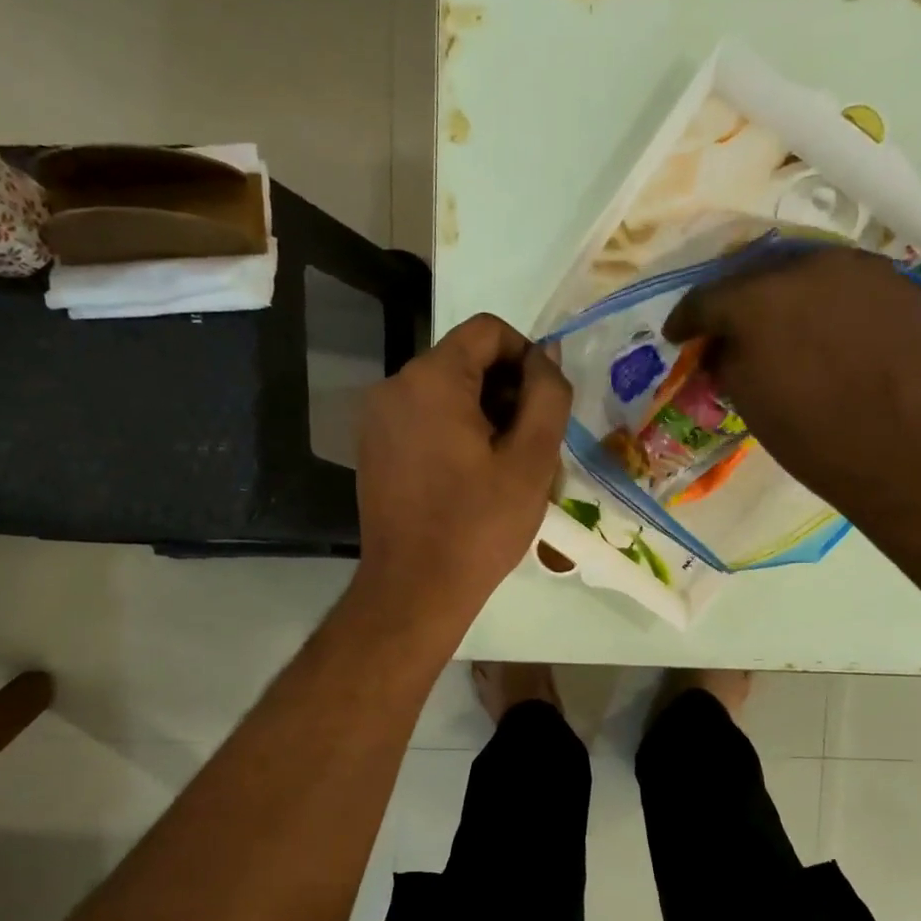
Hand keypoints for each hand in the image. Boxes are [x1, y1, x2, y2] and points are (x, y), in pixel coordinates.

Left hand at [352, 313, 570, 631]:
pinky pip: (422, 421)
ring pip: (444, 393)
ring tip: (504, 467)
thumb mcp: (531, 459)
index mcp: (431, 378)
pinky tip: (470, 479)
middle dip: (505, 391)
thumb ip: (547, 394)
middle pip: (464, 361)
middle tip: (530, 445)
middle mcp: (394, 386)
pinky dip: (453, 434)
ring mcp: (376, 419)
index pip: (488, 331)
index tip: (545, 405)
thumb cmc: (479, 525)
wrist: (414, 589)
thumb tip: (547, 355)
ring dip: (482, 416)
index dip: (527, 357)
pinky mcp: (373, 449)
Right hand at [664, 248, 920, 522]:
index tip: (678, 336)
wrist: (909, 453)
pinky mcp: (901, 283)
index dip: (686, 319)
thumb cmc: (815, 439)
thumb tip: (722, 347)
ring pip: (808, 270)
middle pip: (757, 272)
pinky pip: (850, 285)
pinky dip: (830, 303)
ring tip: (784, 326)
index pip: (706, 298)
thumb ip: (725, 362)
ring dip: (787, 296)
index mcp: (759, 300)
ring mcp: (861, 269)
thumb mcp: (750, 404)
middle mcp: (808, 266)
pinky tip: (832, 332)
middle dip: (737, 300)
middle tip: (730, 327)